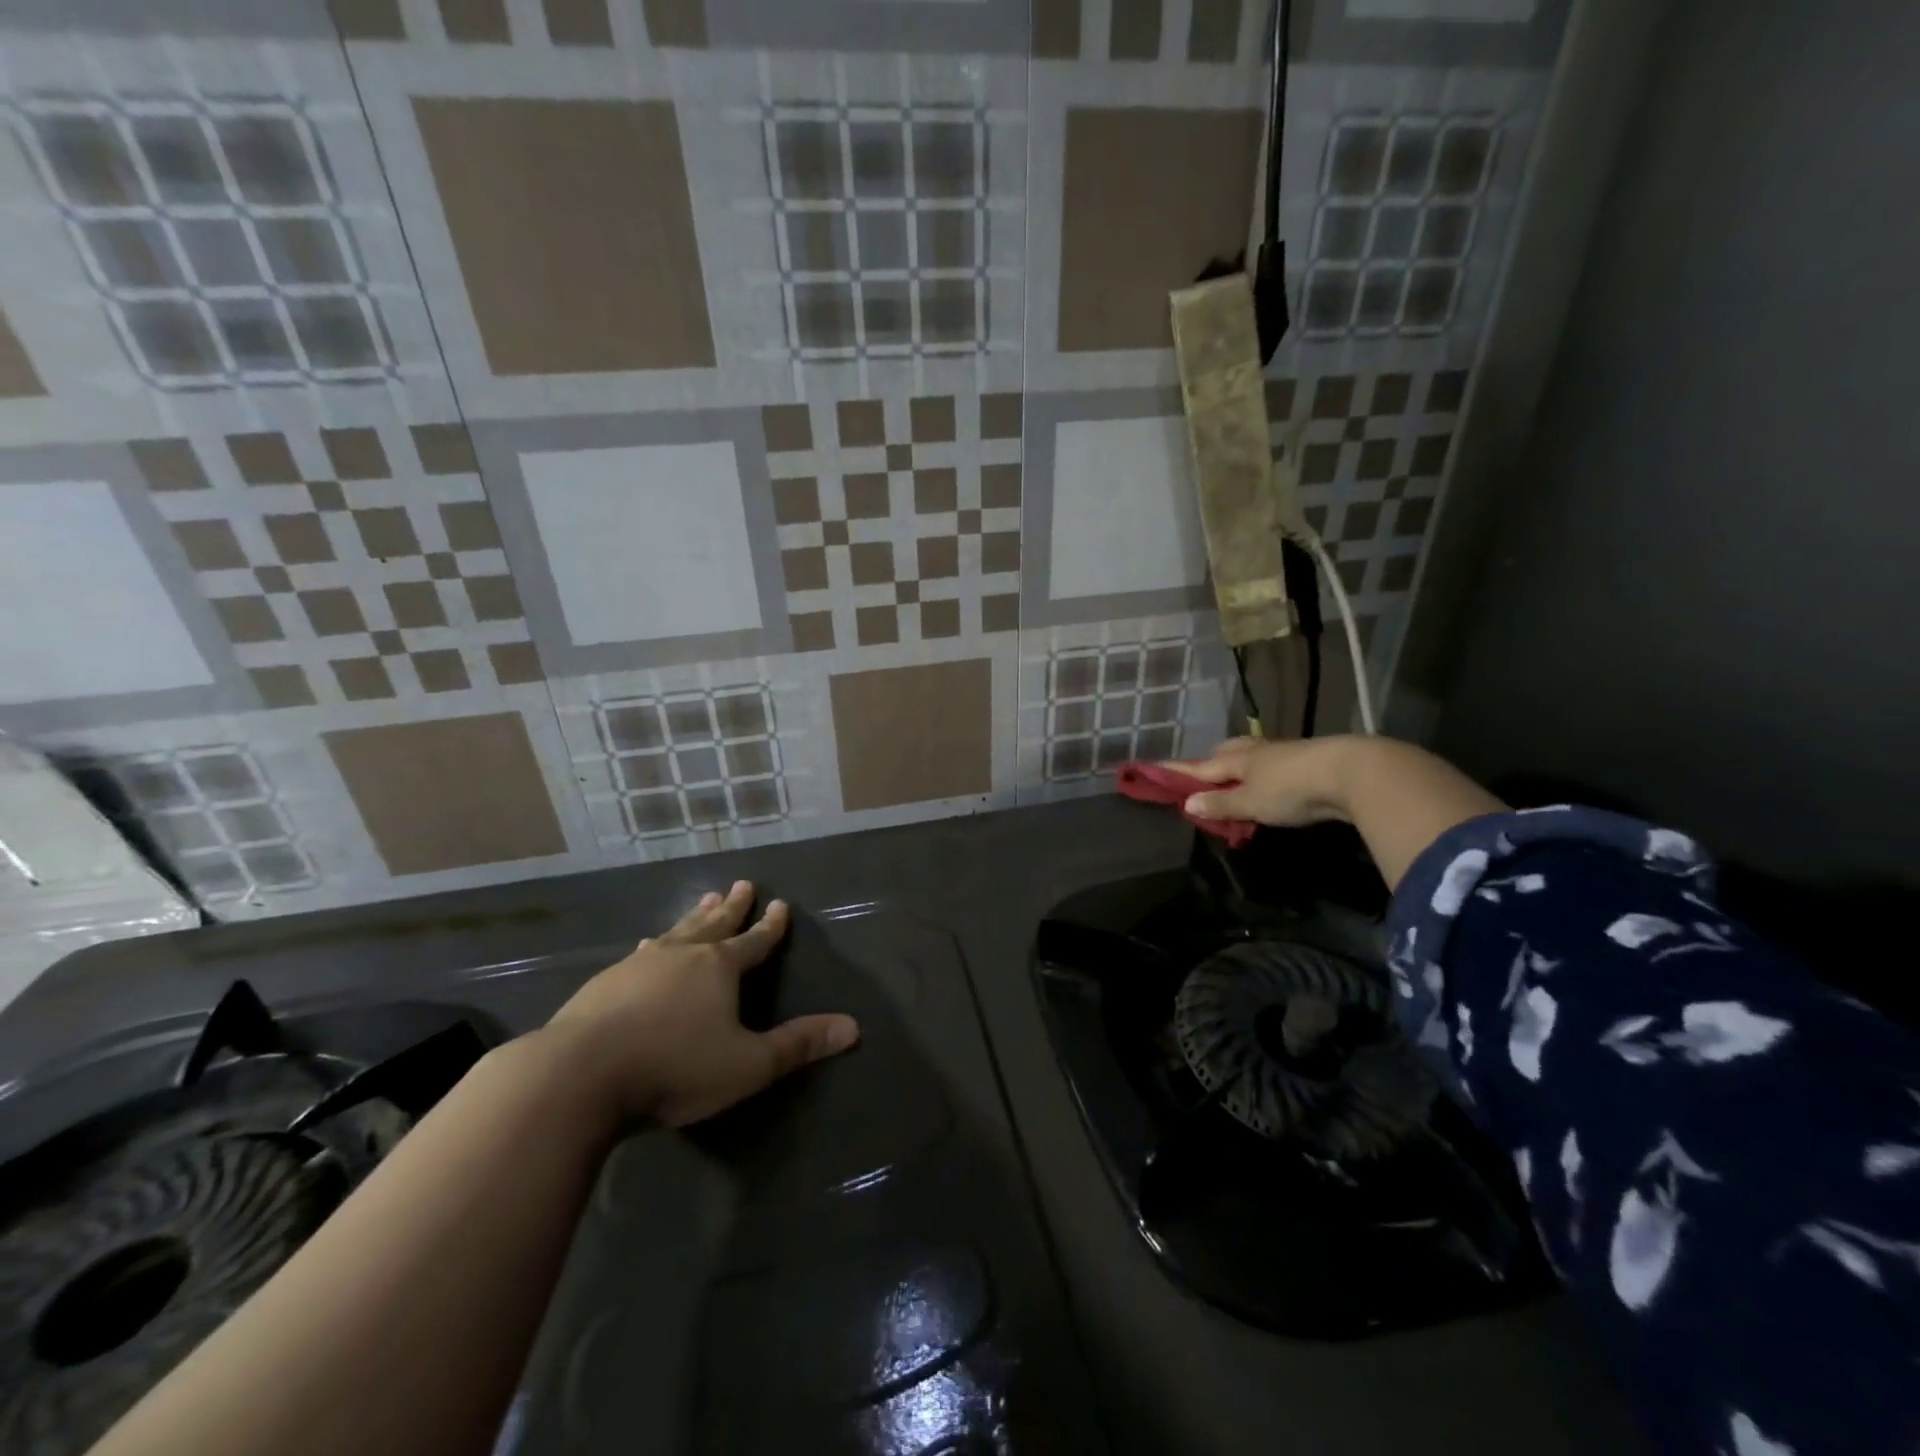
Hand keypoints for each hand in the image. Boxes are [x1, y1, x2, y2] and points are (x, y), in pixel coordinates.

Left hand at [540, 881, 858, 1127]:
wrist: (578, 1076)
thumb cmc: (674, 1068)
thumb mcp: (747, 1065)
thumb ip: (798, 1046)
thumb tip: (853, 1028)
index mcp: (720, 968)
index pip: (755, 941)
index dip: (771, 926)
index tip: (780, 904)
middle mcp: (682, 955)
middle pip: (714, 924)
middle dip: (731, 906)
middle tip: (741, 883)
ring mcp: (639, 965)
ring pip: (676, 932)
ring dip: (692, 917)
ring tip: (701, 900)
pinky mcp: (604, 982)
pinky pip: (640, 953)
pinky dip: (653, 944)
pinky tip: (643, 945)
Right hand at [1169, 735, 1358, 827]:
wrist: (1352, 773)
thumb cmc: (1292, 788)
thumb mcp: (1252, 802)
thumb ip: (1222, 804)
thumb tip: (1187, 803)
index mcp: (1239, 760)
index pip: (1201, 767)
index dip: (1179, 771)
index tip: (1155, 767)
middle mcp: (1259, 751)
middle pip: (1229, 751)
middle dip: (1214, 759)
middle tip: (1205, 770)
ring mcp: (1286, 753)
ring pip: (1254, 754)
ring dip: (1241, 762)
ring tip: (1236, 773)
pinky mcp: (1310, 761)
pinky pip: (1276, 763)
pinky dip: (1265, 771)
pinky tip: (1272, 779)